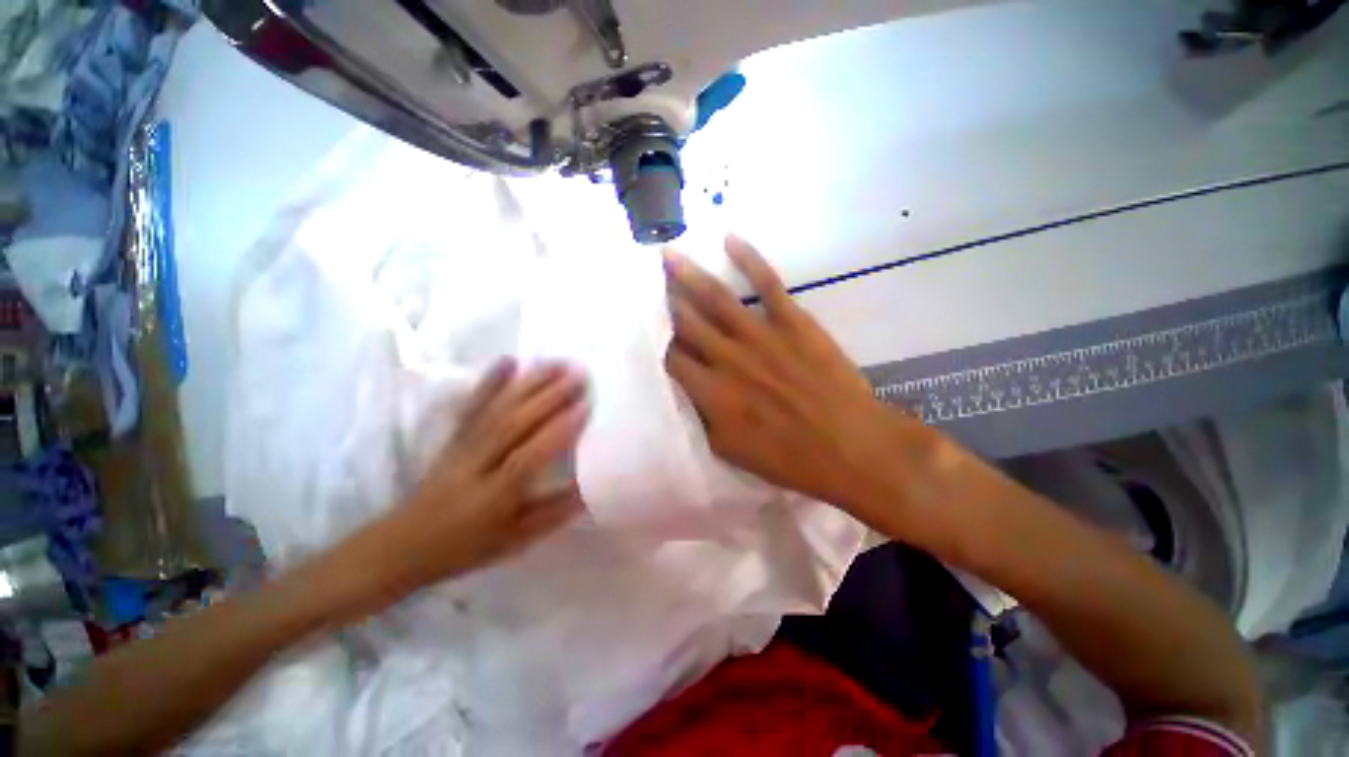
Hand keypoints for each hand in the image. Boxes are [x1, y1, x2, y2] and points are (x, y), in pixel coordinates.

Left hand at [338, 359, 589, 613]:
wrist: (400, 546)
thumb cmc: (465, 548)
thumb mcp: (516, 542)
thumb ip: (555, 513)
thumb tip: (592, 487)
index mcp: (494, 496)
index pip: (530, 456)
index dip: (559, 430)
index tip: (586, 405)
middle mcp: (477, 464)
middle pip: (514, 423)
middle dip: (550, 396)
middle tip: (580, 374)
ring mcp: (462, 446)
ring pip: (498, 408)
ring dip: (529, 383)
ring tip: (558, 363)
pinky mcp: (453, 437)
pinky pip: (473, 406)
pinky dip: (490, 381)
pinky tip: (508, 361)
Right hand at [663, 236, 937, 519]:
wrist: (852, 448)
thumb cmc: (790, 460)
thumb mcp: (731, 452)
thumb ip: (703, 417)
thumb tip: (689, 390)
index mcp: (712, 393)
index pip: (671, 359)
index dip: (657, 343)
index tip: (647, 329)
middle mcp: (729, 358)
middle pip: (687, 322)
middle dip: (664, 300)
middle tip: (647, 280)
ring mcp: (762, 336)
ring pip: (717, 298)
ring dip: (690, 274)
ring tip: (669, 255)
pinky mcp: (795, 323)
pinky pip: (768, 284)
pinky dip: (749, 259)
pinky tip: (731, 240)